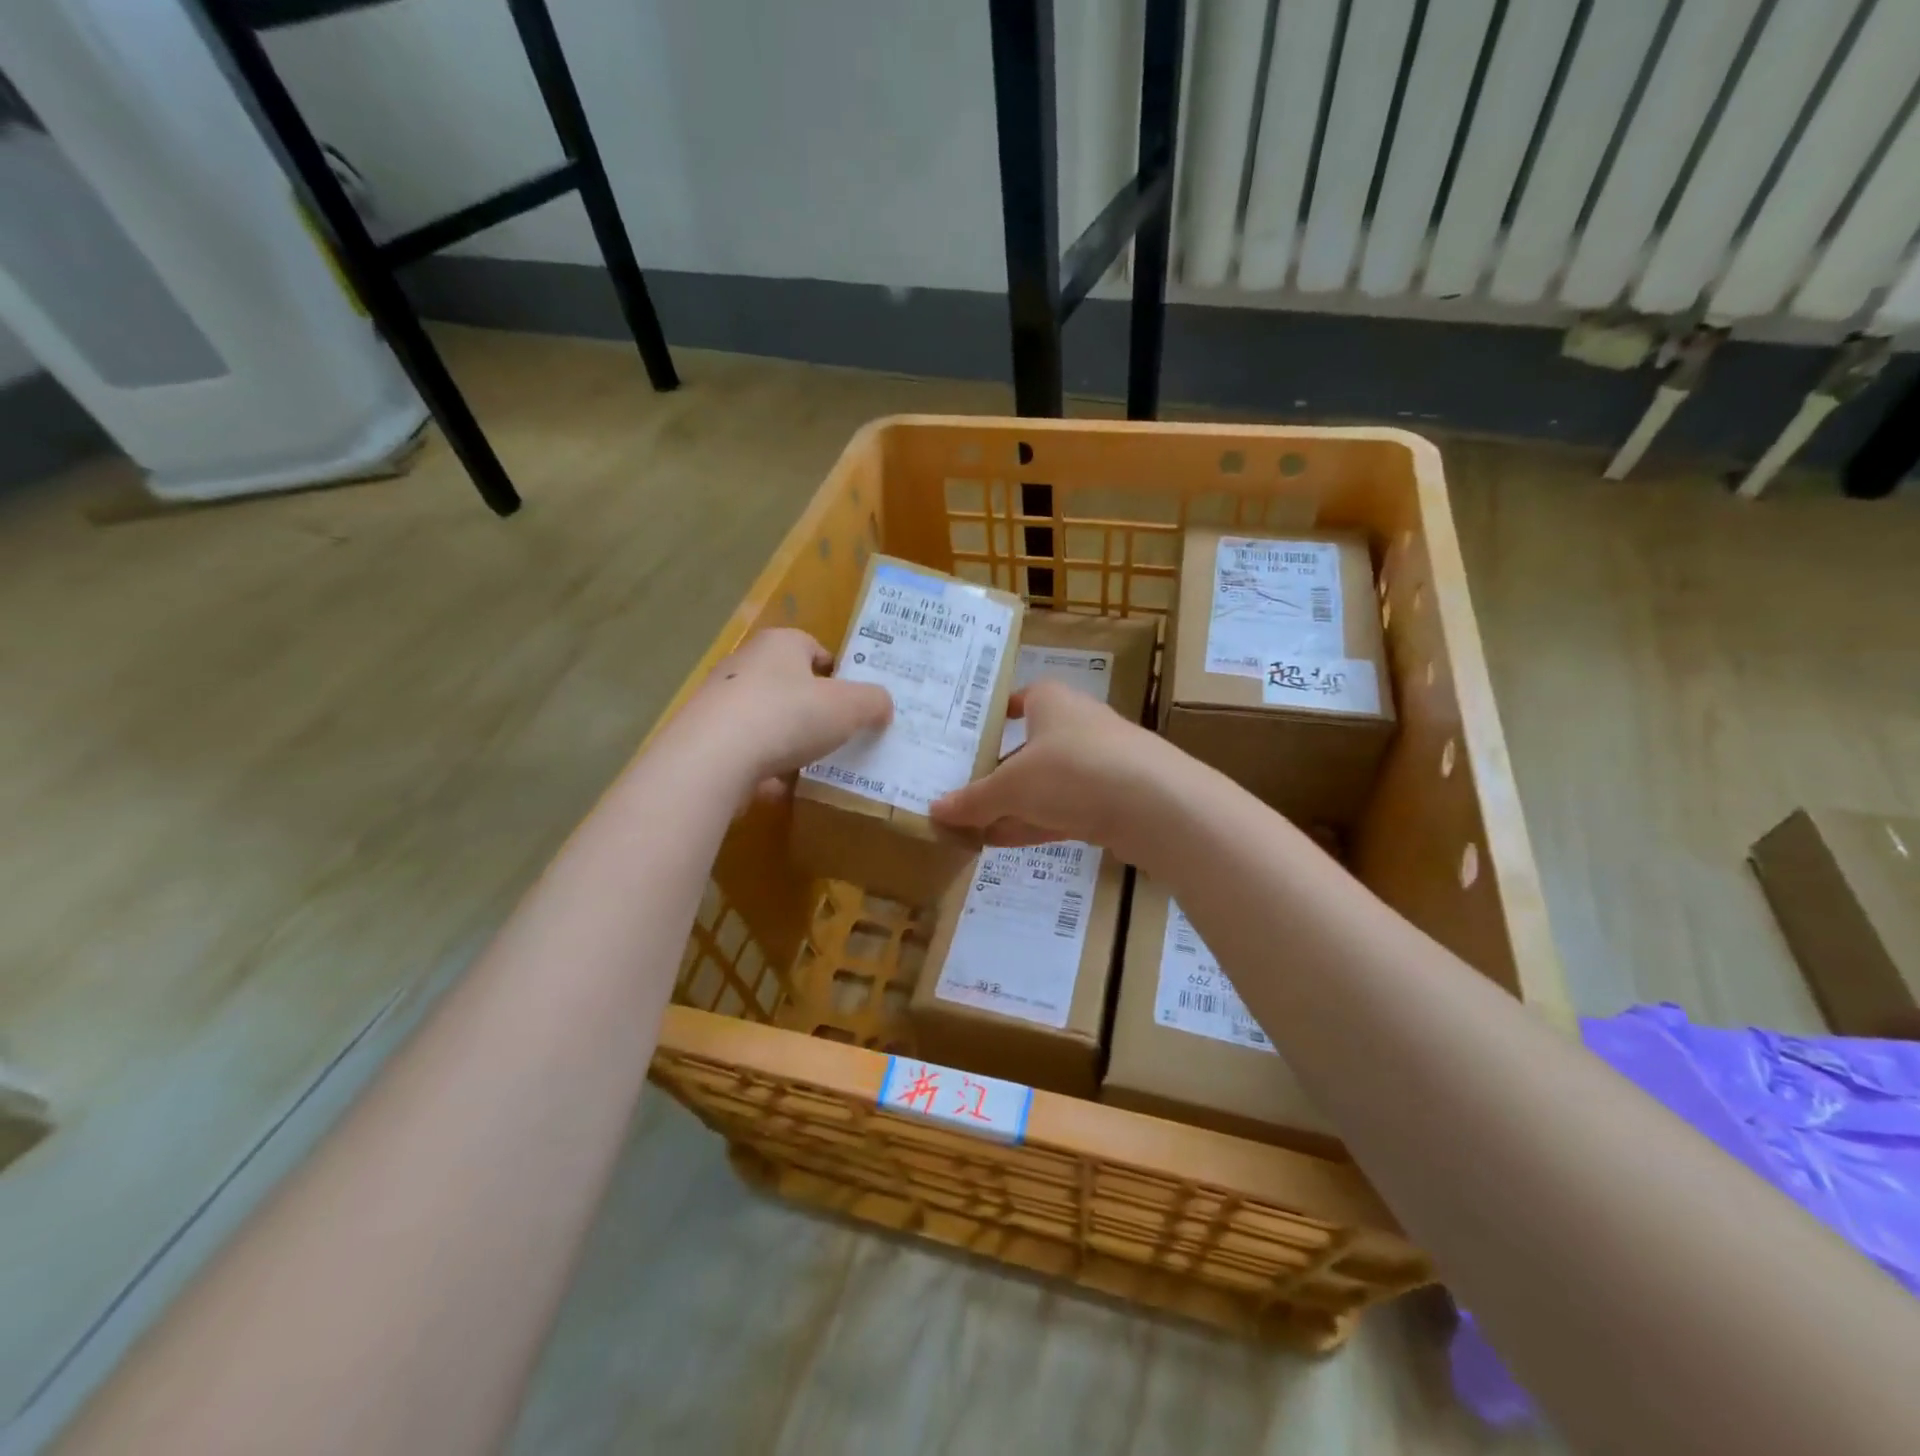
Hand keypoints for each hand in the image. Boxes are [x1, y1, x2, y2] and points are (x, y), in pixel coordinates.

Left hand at [671, 629, 891, 803]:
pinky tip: (778, 787)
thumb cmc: (788, 716)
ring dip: (786, 740)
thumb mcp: (849, 707)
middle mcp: (744, 664)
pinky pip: (744, 750)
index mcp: (779, 644)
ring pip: (765, 718)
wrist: (712, 759)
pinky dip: (762, 766)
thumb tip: (883, 705)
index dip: (837, 672)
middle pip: (788, 683)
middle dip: (812, 708)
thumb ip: (873, 702)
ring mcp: (719, 702)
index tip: (852, 700)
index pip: (813, 647)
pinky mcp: (704, 738)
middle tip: (837, 733)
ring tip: (811, 764)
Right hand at [929, 678, 1169, 857]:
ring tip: (970, 828)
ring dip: (1010, 806)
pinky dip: (1033, 823)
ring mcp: (1098, 764)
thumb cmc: (1073, 771)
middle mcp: (1076, 725)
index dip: (992, 717)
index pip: (1018, 700)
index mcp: (1052, 702)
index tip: (965, 738)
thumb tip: (934, 811)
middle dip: (994, 774)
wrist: (1157, 804)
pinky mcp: (1112, 800)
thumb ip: (974, 800)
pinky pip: (1062, 810)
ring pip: (1044, 784)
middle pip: (1026, 748)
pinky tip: (1001, 842)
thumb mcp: (1012, 786)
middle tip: (957, 794)